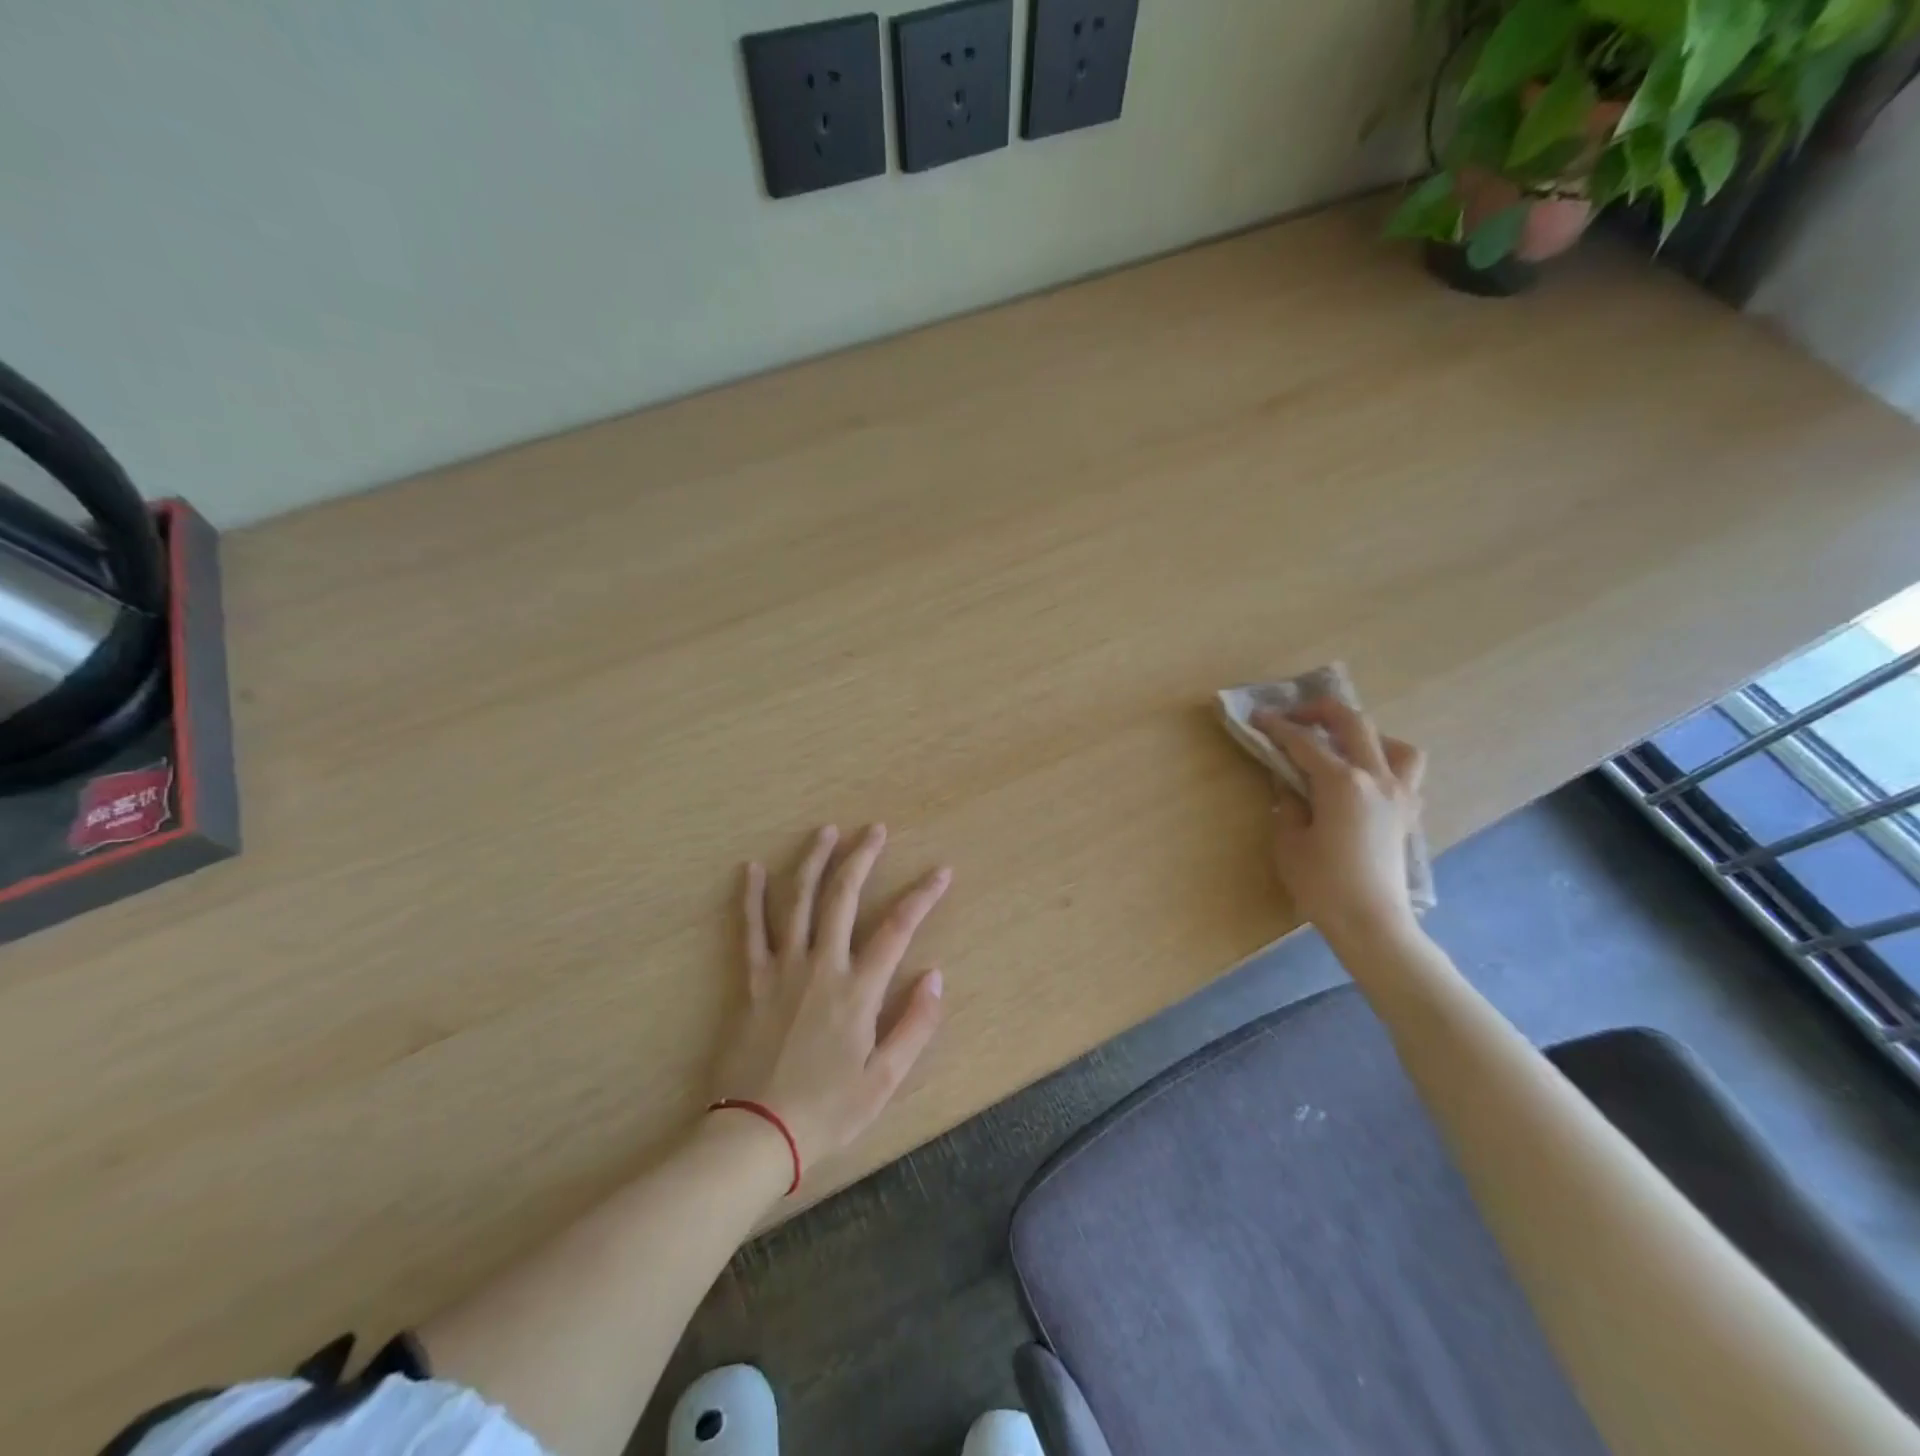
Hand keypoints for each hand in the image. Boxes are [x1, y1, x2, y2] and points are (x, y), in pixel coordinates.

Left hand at [712, 824, 950, 1179]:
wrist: (756, 1134)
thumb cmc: (827, 1110)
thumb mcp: (884, 1079)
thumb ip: (914, 1025)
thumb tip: (936, 975)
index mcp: (858, 989)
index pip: (898, 928)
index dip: (922, 896)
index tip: (941, 871)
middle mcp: (821, 965)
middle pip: (843, 897)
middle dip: (862, 858)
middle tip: (875, 829)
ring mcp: (781, 968)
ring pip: (798, 900)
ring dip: (813, 861)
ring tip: (826, 831)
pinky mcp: (750, 979)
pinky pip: (750, 929)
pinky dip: (750, 896)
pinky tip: (750, 868)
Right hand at [1250, 701, 1426, 942]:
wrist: (1372, 923)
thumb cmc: (1322, 884)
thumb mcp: (1289, 841)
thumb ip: (1288, 803)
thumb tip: (1289, 782)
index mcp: (1342, 782)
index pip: (1304, 742)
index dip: (1277, 727)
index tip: (1257, 717)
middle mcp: (1376, 778)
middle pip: (1354, 724)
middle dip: (1321, 711)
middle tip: (1294, 717)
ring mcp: (1399, 794)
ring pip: (1394, 744)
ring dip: (1366, 735)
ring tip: (1342, 746)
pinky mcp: (1407, 814)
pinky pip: (1404, 773)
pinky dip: (1384, 764)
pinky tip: (1362, 780)